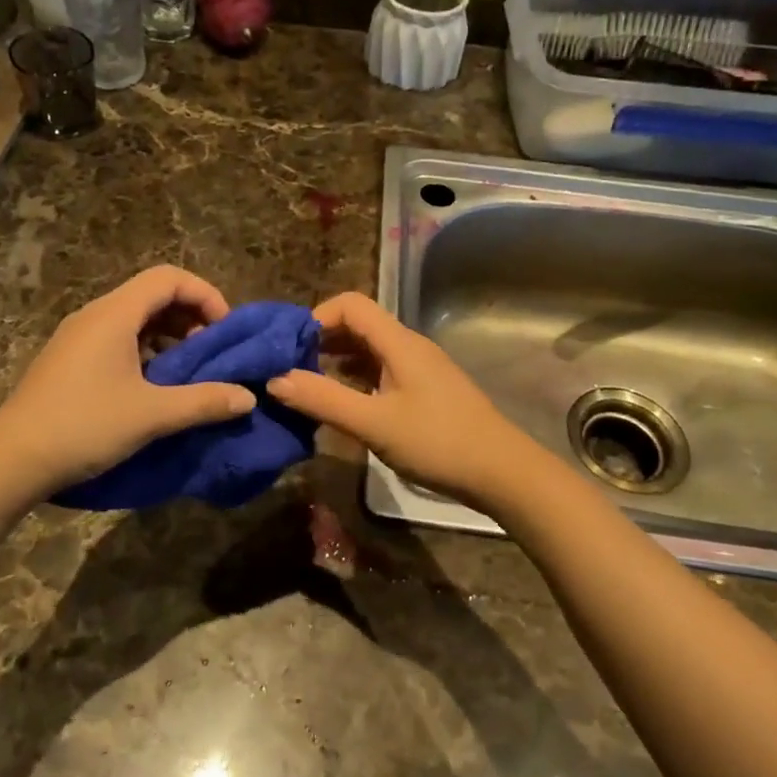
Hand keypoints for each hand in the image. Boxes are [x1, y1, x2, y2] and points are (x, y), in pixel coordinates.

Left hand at [0, 266, 256, 498]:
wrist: (11, 460)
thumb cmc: (84, 425)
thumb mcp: (151, 415)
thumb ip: (203, 402)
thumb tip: (247, 398)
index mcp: (114, 314)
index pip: (168, 278)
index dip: (205, 295)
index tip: (224, 330)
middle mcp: (95, 315)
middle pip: (153, 294)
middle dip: (191, 316)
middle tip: (212, 353)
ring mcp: (79, 337)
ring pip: (135, 319)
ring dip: (170, 336)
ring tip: (189, 371)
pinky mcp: (70, 360)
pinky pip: (118, 339)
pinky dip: (147, 351)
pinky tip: (155, 386)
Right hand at [267, 293, 542, 507]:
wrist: (502, 472)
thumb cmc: (437, 442)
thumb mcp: (374, 423)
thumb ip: (324, 400)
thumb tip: (274, 378)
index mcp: (398, 342)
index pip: (350, 304)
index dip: (316, 317)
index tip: (289, 349)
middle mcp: (409, 346)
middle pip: (359, 324)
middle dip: (321, 340)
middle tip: (290, 368)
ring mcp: (419, 368)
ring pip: (370, 349)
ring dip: (337, 360)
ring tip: (308, 386)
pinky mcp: (425, 389)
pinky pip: (382, 369)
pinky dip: (356, 377)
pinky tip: (343, 402)